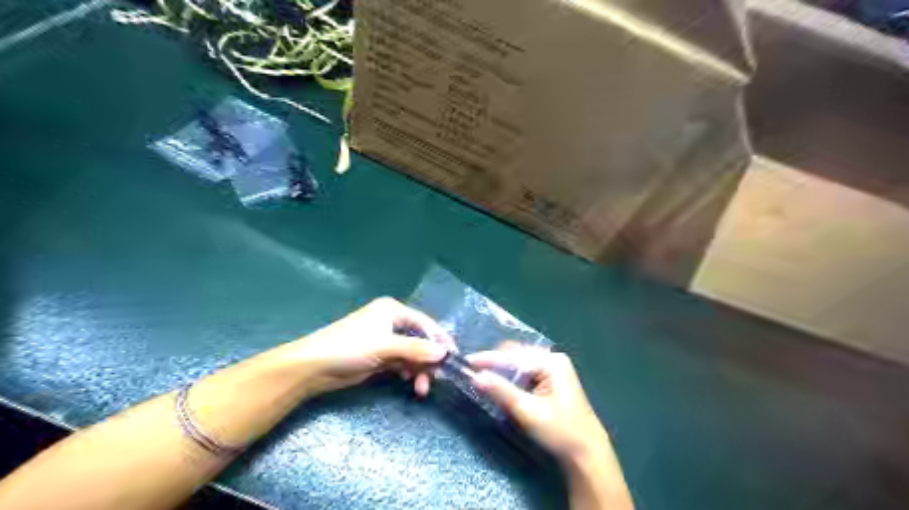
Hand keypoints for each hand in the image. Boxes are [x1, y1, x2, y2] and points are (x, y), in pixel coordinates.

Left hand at [299, 297, 453, 395]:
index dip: (440, 340)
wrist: (313, 367)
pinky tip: (410, 383)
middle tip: (436, 378)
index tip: (454, 358)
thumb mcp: (385, 346)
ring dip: (419, 370)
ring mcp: (386, 341)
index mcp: (393, 311)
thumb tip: (443, 353)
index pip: (425, 323)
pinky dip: (408, 373)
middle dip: (428, 359)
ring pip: (412, 354)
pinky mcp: (380, 357)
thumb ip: (415, 350)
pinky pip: (402, 364)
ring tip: (421, 388)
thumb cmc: (349, 347)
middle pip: (420, 340)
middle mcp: (391, 323)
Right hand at [468, 344, 608, 463]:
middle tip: (473, 370)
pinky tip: (501, 384)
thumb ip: (501, 391)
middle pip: (516, 355)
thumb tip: (475, 377)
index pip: (513, 356)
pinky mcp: (552, 380)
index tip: (467, 361)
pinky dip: (512, 378)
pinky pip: (526, 372)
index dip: (488, 359)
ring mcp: (554, 368)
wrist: (587, 453)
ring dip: (502, 371)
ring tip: (483, 377)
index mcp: (551, 362)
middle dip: (495, 363)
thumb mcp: (527, 411)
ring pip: (519, 364)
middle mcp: (552, 359)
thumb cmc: (560, 431)